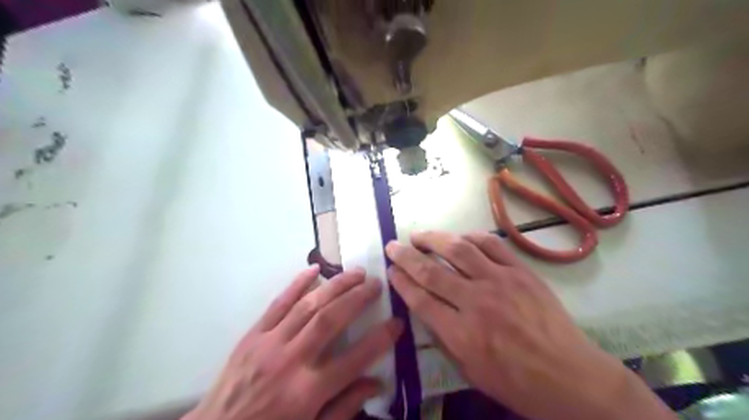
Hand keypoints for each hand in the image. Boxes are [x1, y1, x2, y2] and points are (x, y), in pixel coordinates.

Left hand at [183, 266, 400, 419]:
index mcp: (308, 392)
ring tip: (356, 273)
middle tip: (376, 284)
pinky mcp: (253, 335)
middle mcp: (291, 361)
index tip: (397, 322)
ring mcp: (269, 343)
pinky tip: (315, 269)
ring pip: (308, 305)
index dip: (380, 338)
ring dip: (335, 285)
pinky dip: (297, 283)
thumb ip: (344, 408)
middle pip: (330, 320)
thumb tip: (376, 383)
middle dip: (357, 298)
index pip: (354, 359)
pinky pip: (278, 303)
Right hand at [386, 231, 673, 418]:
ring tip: (419, 235)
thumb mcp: (470, 371)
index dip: (400, 281)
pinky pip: (491, 244)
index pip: (419, 298)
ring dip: (433, 239)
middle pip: (431, 271)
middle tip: (392, 246)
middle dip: (406, 256)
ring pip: (458, 249)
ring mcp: (499, 281)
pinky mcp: (520, 271)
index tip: (390, 270)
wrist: (570, 377)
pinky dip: (471, 237)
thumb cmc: (517, 383)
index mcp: (460, 333)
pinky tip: (460, 237)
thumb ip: (444, 338)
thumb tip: (427, 309)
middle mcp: (475, 301)